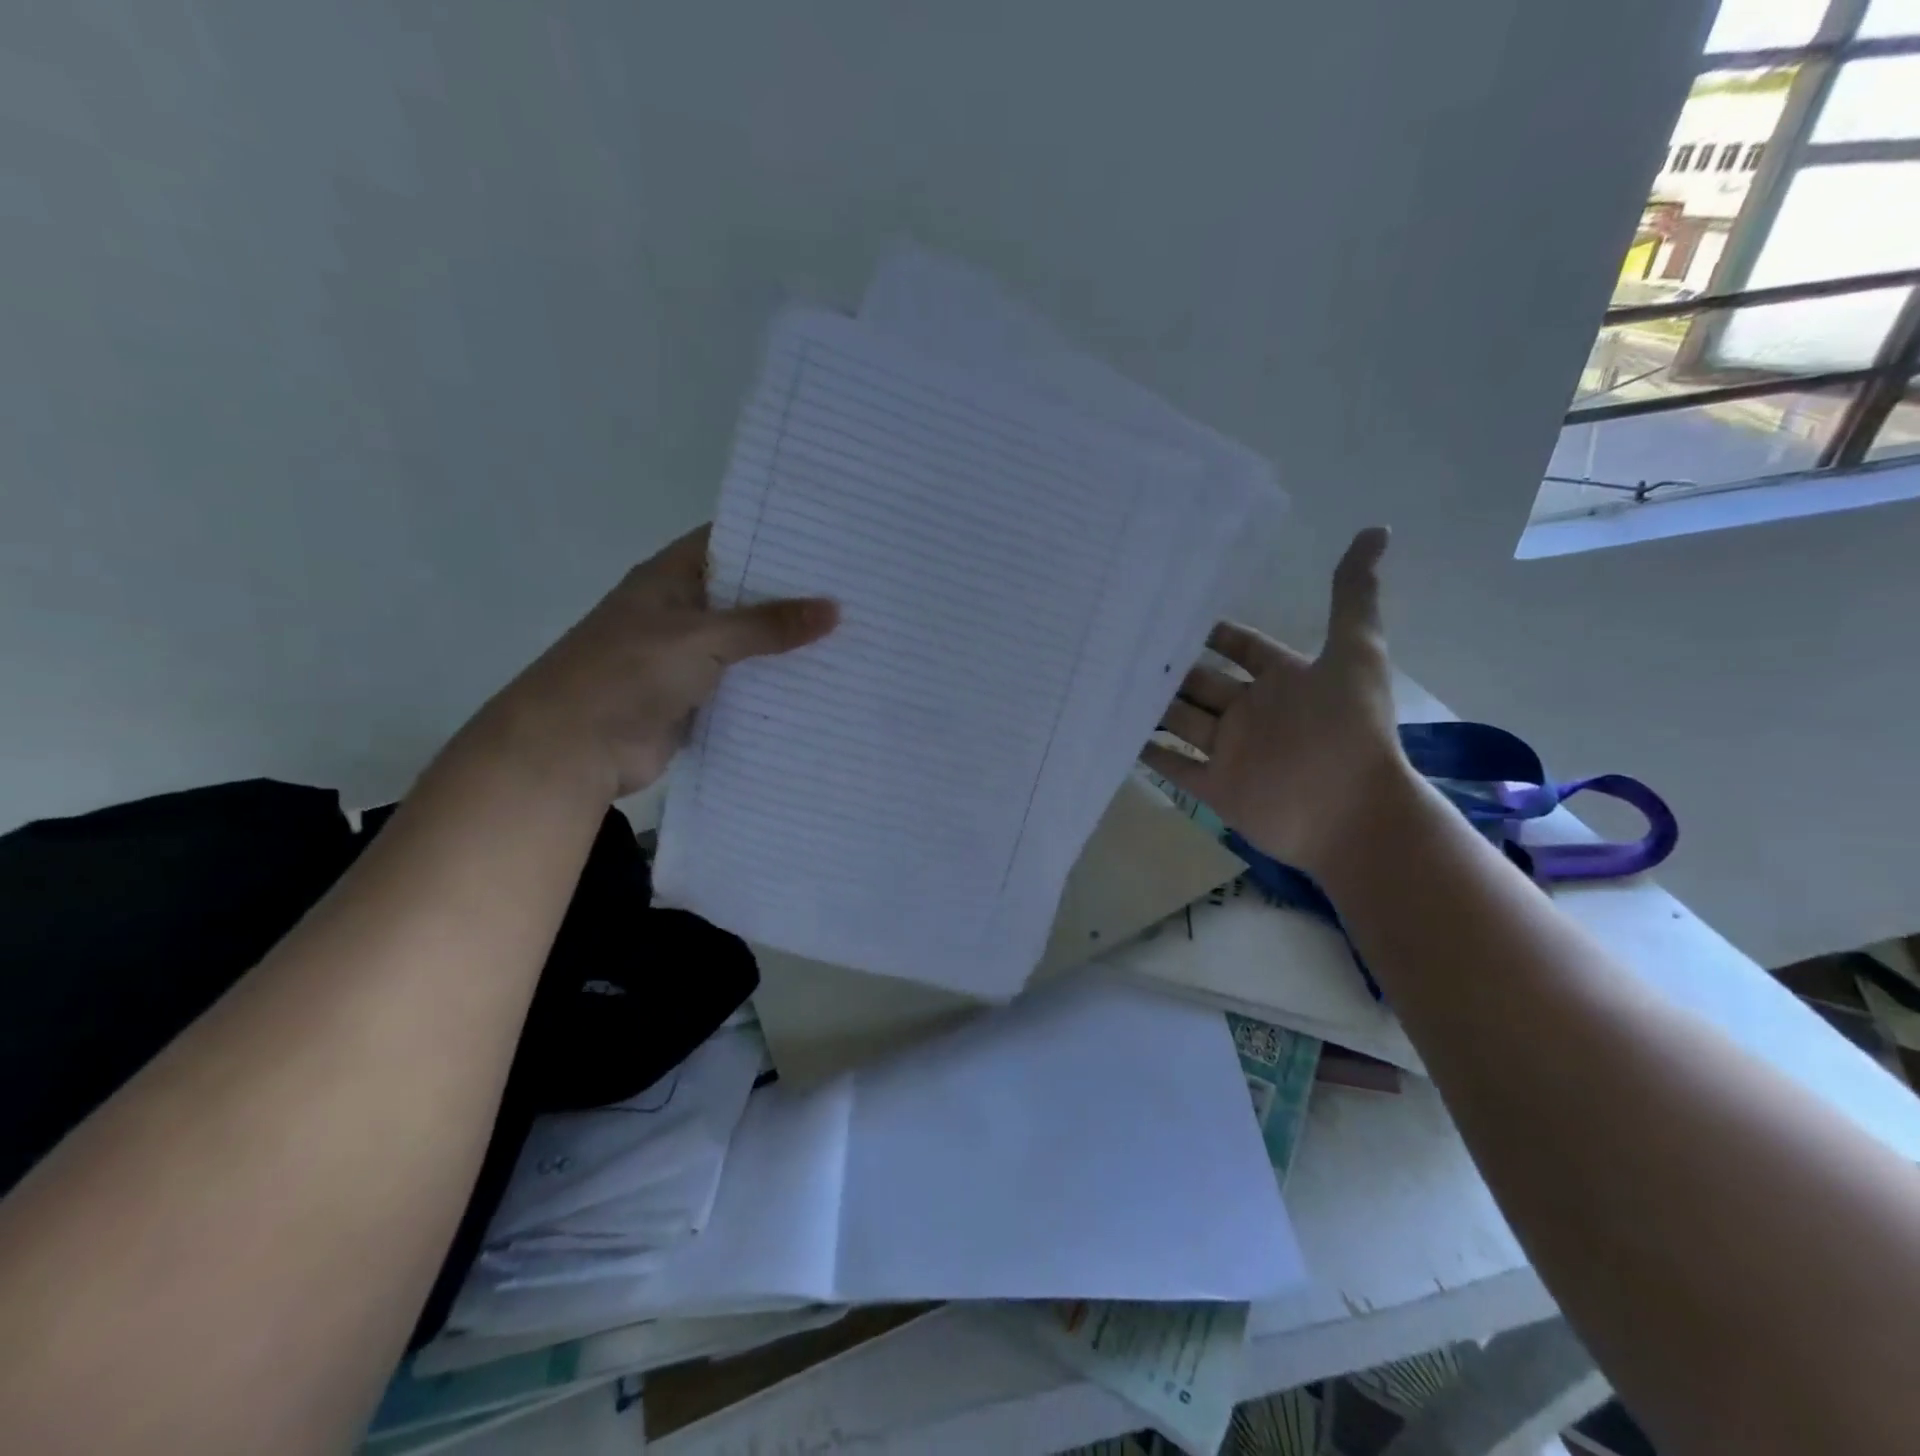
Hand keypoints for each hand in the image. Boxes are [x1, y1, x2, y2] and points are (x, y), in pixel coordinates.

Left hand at [470, 525, 837, 799]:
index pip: (729, 542)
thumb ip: (768, 625)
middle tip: (855, 591)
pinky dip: (774, 686)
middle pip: (745, 596)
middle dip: (793, 596)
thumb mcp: (704, 638)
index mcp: (671, 579)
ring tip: (852, 636)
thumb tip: (834, 609)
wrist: (575, 748)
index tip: (828, 542)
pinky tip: (821, 684)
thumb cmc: (630, 672)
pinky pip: (744, 686)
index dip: (774, 539)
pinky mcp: (697, 700)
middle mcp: (682, 612)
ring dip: (787, 646)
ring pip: (749, 645)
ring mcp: (688, 659)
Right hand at [1141, 527, 1409, 875]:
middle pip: (1203, 683)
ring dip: (1153, 706)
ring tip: (1110, 682)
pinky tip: (1117, 734)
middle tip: (1124, 644)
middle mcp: (1253, 713)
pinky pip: (1175, 766)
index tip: (1171, 611)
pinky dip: (1150, 753)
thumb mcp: (1355, 654)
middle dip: (1171, 668)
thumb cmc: (1350, 731)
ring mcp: (1232, 751)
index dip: (1213, 633)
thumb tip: (1375, 529)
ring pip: (1183, 721)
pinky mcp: (1216, 788)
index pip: (1242, 648)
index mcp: (1283, 681)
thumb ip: (1353, 597)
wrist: (1351, 815)